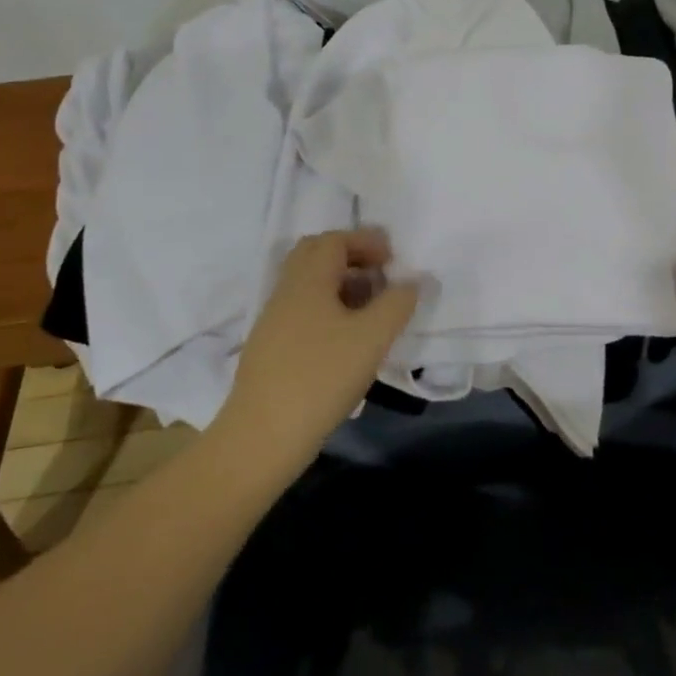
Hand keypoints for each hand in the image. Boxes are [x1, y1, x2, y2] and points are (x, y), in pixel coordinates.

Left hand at [214, 229, 419, 469]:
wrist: (263, 435)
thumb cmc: (321, 377)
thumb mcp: (372, 338)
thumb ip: (397, 303)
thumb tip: (412, 282)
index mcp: (307, 280)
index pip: (334, 240)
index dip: (365, 242)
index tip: (392, 259)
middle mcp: (286, 292)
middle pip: (315, 255)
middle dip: (350, 257)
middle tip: (380, 275)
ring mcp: (273, 321)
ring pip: (308, 285)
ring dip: (340, 284)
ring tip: (370, 308)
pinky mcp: (270, 348)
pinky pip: (302, 310)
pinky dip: (328, 308)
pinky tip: (347, 338)